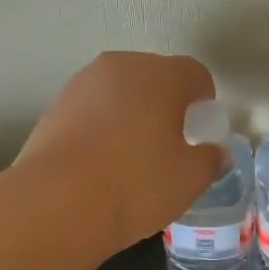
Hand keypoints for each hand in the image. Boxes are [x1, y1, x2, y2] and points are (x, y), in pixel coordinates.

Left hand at [19, 52, 222, 253]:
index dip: (203, 98)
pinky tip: (100, 158)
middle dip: (166, 100)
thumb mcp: (188, 180)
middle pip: (153, 74)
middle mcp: (120, 67)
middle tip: (170, 139)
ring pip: (119, 89)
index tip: (202, 126)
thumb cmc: (135, 185)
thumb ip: (209, 160)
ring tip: (132, 151)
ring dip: (131, 110)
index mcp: (160, 75)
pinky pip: (91, 107)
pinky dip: (101, 123)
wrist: (55, 202)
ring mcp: (82, 83)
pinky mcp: (54, 105)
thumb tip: (214, 152)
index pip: (194, 72)